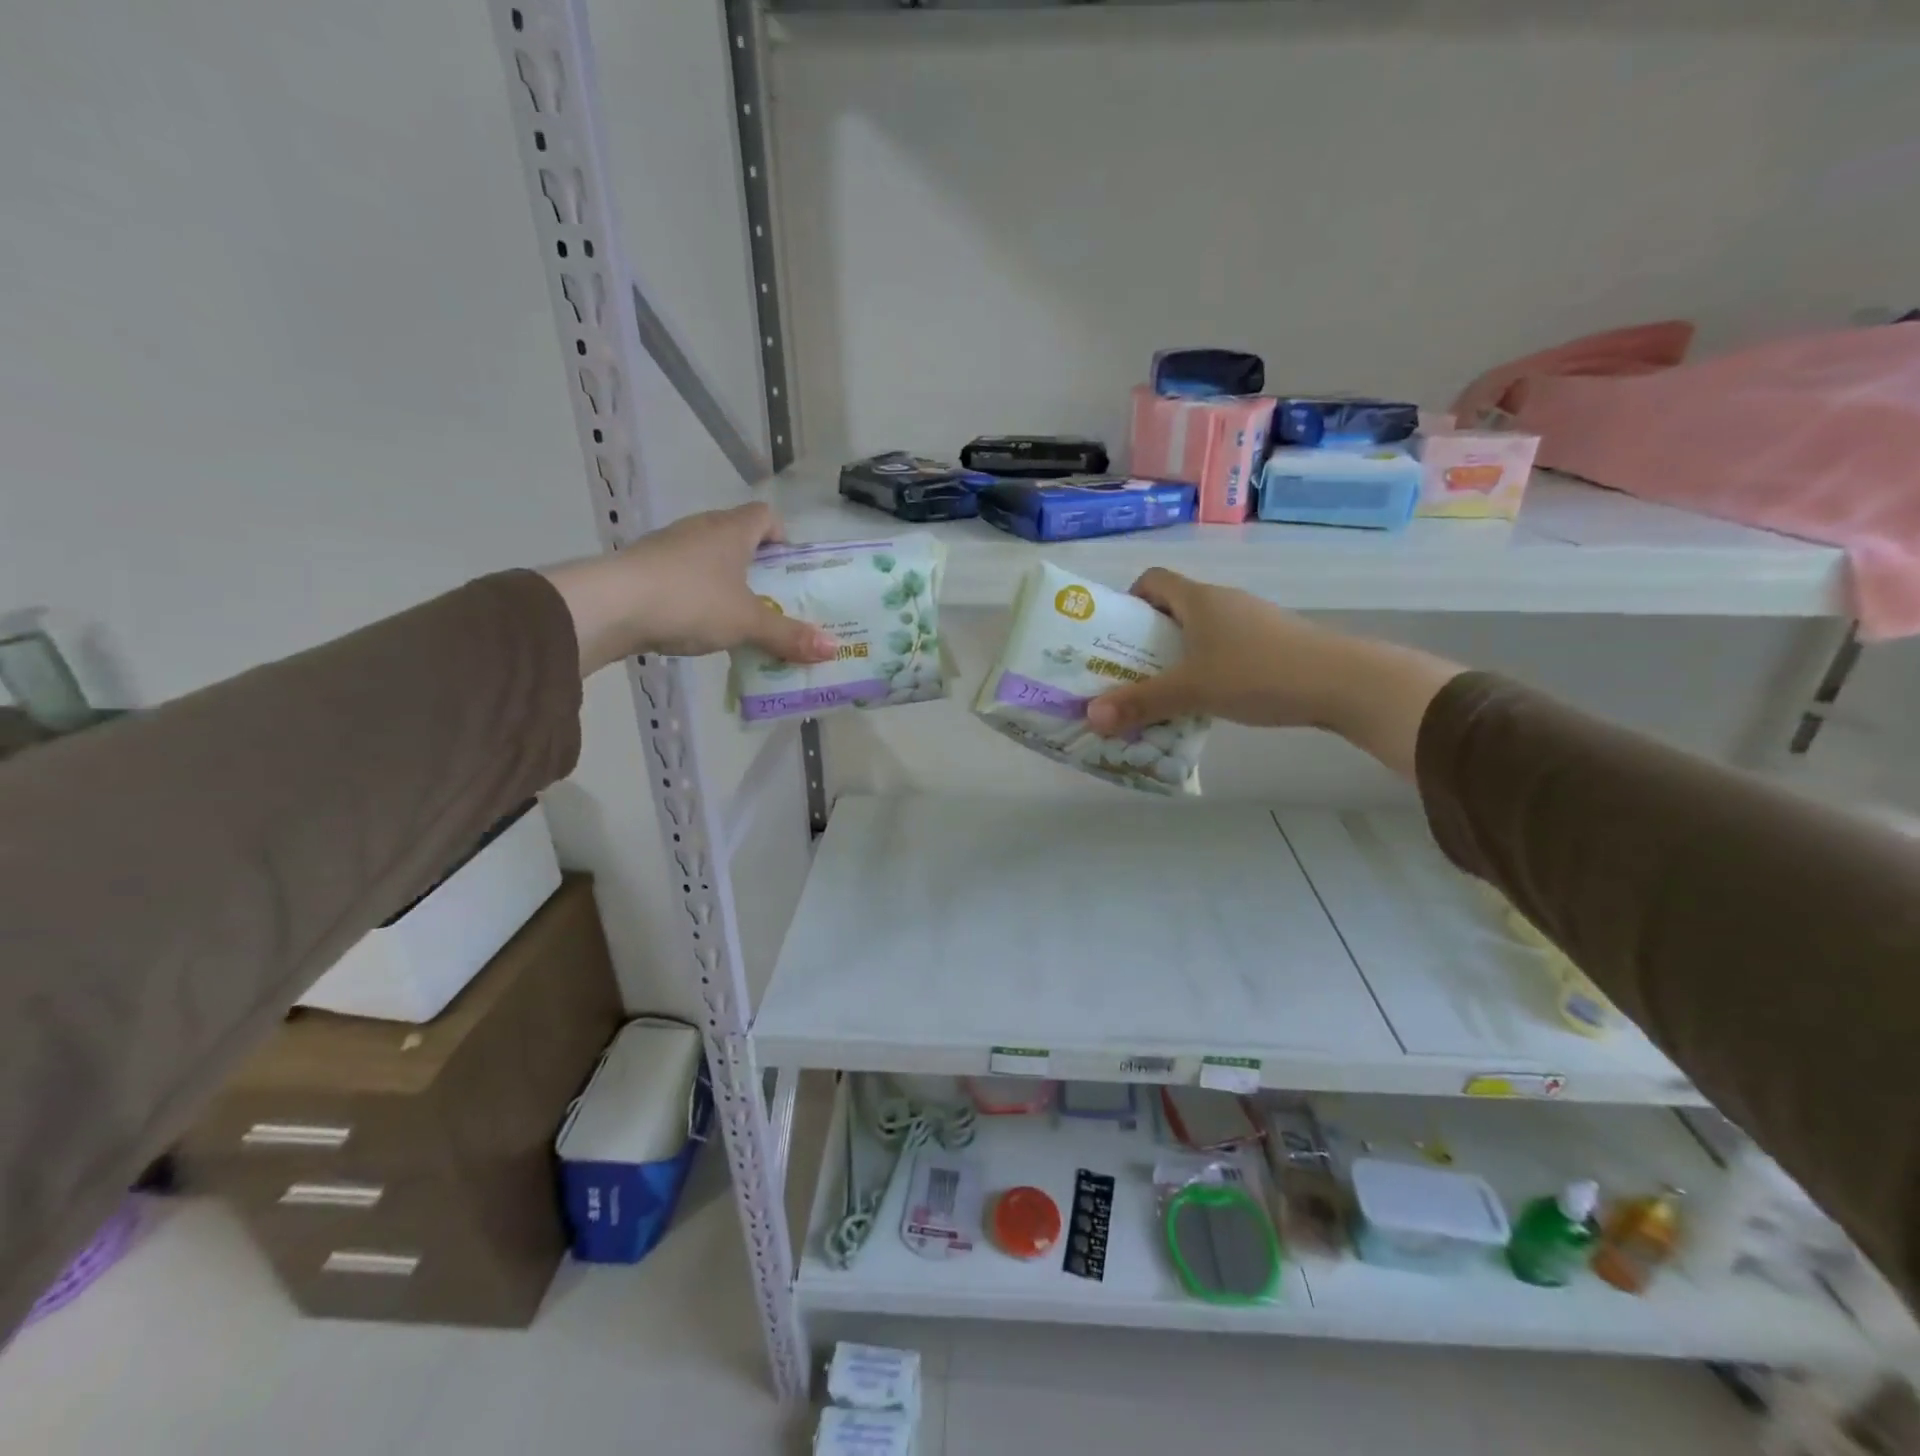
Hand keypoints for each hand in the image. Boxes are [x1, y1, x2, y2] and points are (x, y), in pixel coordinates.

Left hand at [543, 502, 839, 674]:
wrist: (610, 606)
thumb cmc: (691, 601)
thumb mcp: (748, 623)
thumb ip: (789, 636)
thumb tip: (833, 649)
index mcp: (732, 530)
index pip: (765, 515)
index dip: (782, 537)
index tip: (788, 570)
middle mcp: (700, 528)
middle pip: (737, 537)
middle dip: (757, 566)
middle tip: (772, 600)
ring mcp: (668, 546)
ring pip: (708, 557)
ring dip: (725, 581)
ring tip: (737, 617)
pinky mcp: (643, 568)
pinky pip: (682, 575)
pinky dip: (695, 594)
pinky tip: (696, 624)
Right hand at [1085, 568, 1463, 779]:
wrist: (1343, 682)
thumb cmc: (1258, 673)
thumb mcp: (1192, 690)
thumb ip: (1141, 703)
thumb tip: (1090, 716)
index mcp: (1199, 599)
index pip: (1153, 580)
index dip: (1128, 601)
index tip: (1115, 634)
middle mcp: (1223, 602)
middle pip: (1173, 610)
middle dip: (1146, 640)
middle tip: (1126, 673)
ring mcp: (1251, 622)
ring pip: (1200, 633)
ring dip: (1177, 658)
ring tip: (1162, 693)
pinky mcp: (1272, 644)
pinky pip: (1224, 650)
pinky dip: (1207, 669)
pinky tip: (1206, 701)